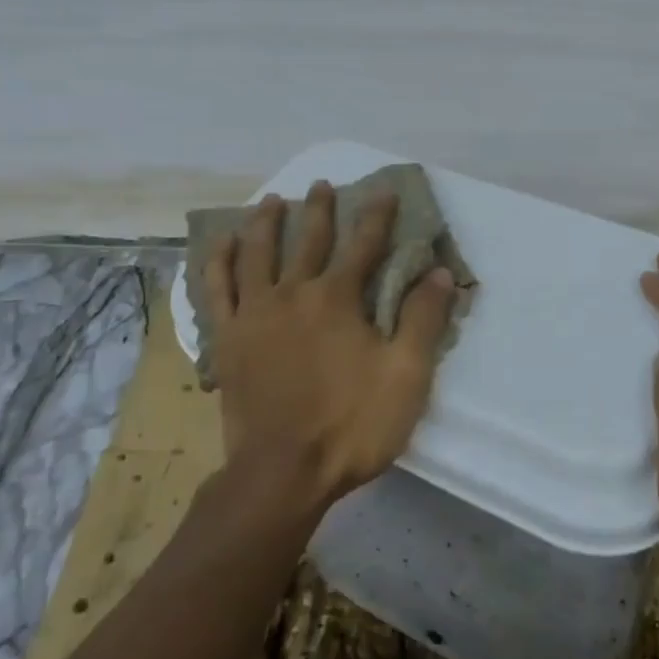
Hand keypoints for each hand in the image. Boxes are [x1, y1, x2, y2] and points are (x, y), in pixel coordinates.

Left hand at [202, 182, 458, 508]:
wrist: (281, 474)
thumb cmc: (351, 425)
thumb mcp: (406, 376)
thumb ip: (424, 320)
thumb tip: (440, 272)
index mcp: (338, 299)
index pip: (364, 244)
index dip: (377, 215)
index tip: (384, 190)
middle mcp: (293, 293)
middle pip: (308, 240)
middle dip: (320, 209)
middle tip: (323, 185)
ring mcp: (254, 314)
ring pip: (258, 253)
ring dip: (267, 223)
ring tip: (272, 201)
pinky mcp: (227, 339)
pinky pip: (218, 289)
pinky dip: (219, 261)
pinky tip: (223, 244)